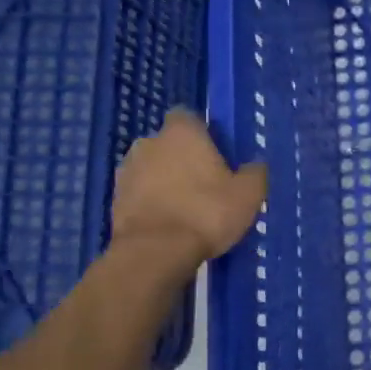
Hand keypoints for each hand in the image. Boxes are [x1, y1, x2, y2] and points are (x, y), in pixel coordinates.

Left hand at [109, 109, 267, 269]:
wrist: (155, 252)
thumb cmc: (206, 213)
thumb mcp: (248, 194)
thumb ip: (255, 173)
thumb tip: (255, 165)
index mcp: (182, 132)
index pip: (189, 117)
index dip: (203, 134)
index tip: (217, 155)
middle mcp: (149, 142)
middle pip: (169, 144)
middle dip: (184, 159)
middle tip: (206, 185)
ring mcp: (127, 170)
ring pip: (152, 169)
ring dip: (165, 181)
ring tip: (186, 208)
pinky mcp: (115, 199)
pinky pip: (140, 194)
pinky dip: (152, 203)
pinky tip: (169, 224)